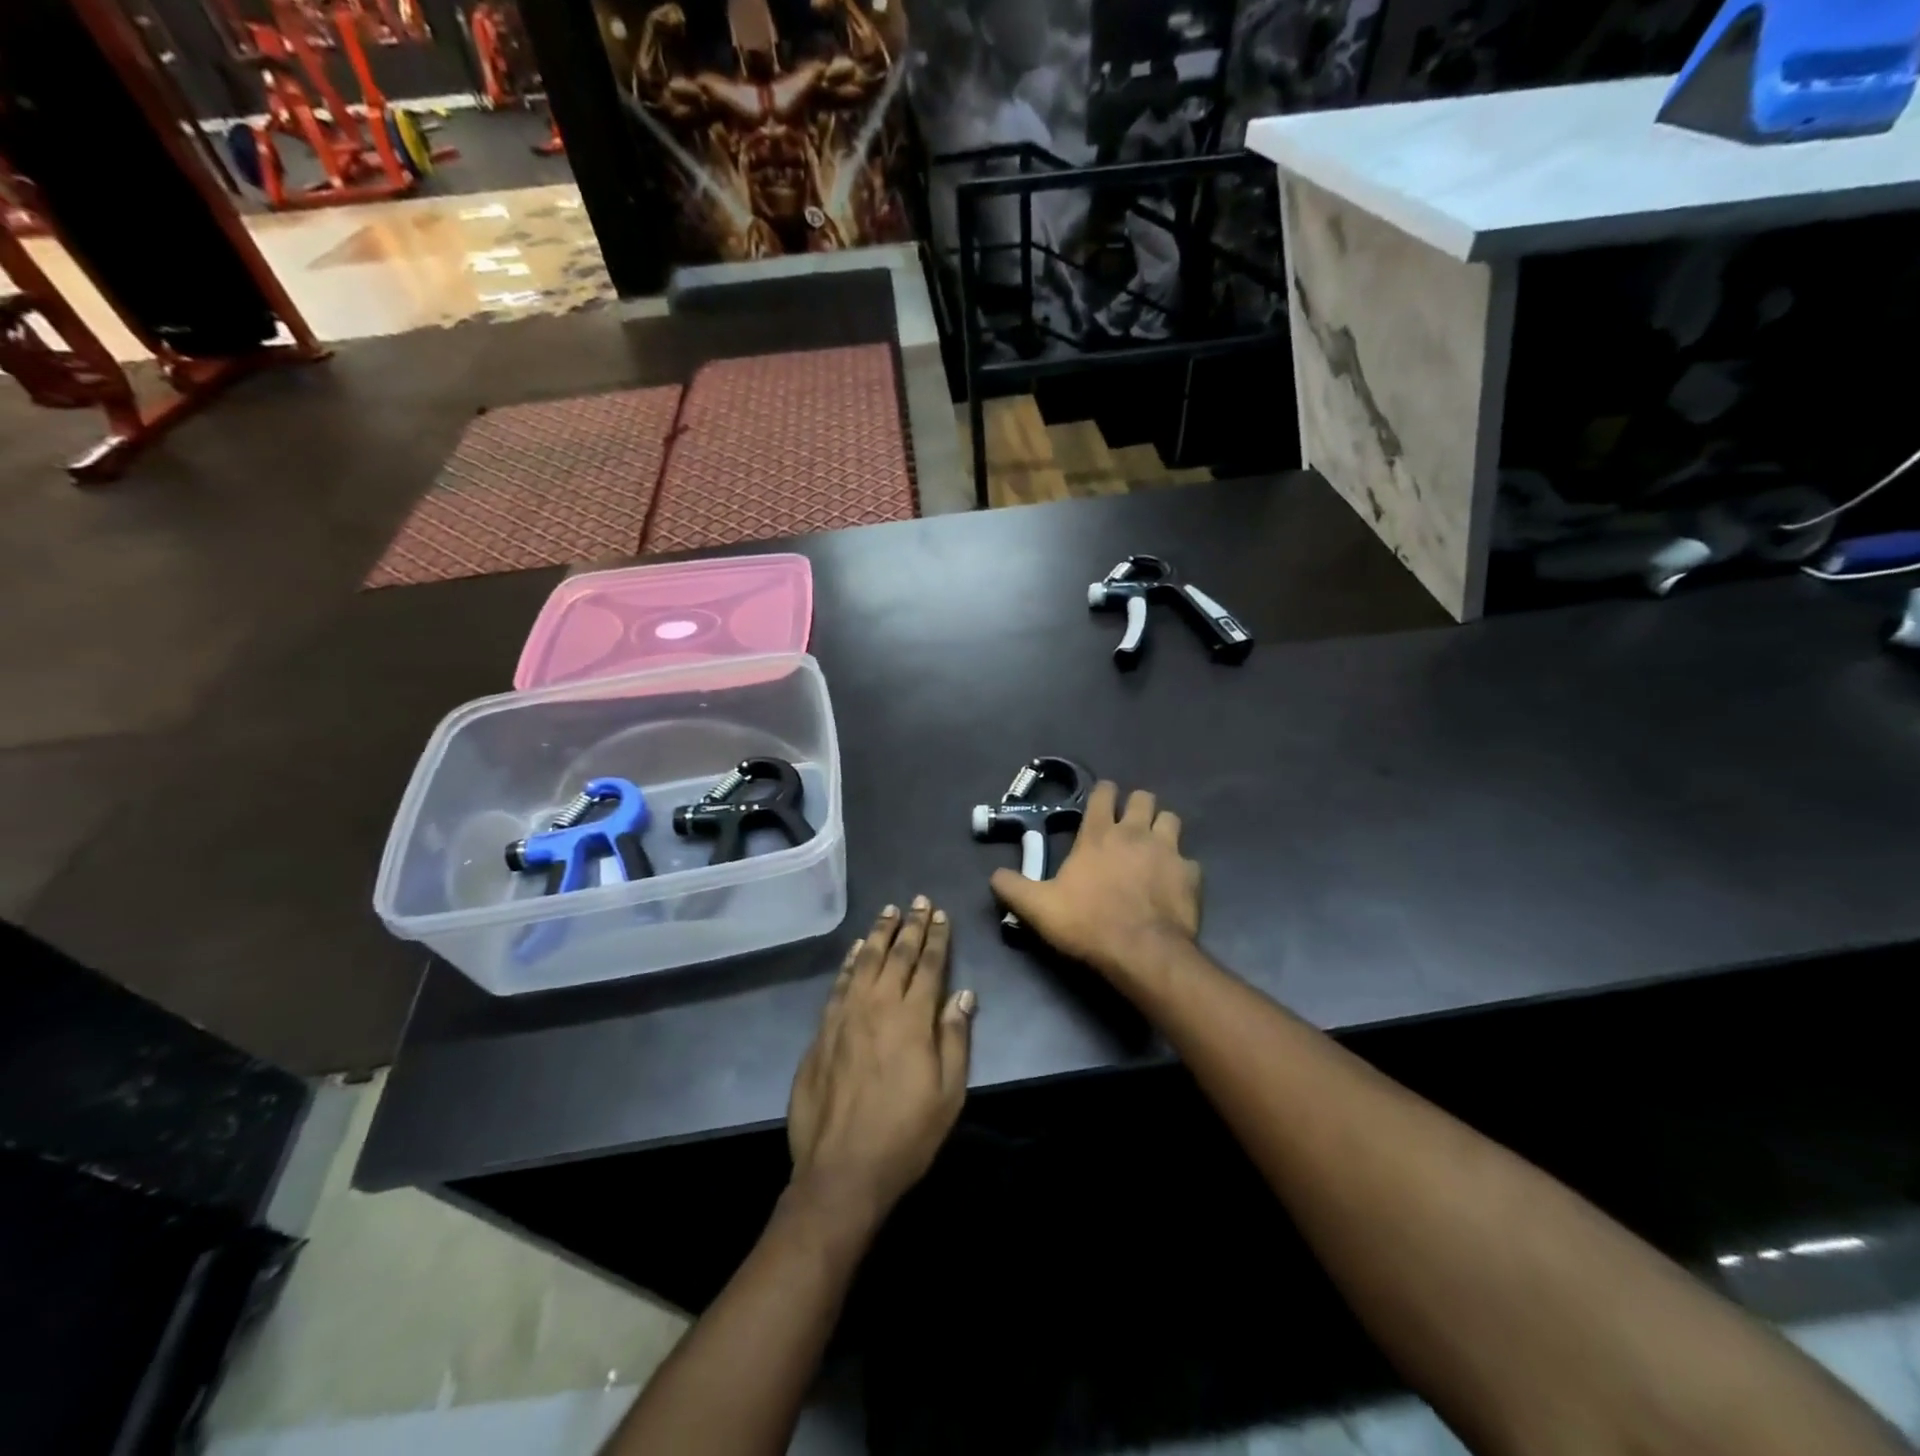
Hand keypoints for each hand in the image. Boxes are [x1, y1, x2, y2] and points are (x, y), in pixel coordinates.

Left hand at [787, 899, 975, 1222]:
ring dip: (879, 934)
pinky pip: (839, 984)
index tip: (940, 914)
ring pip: (865, 962)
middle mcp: (878, 1006)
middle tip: (918, 901)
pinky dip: (849, 962)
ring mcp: (845, 1016)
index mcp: (912, 1019)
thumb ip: (955, 1038)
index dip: (936, 938)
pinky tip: (856, 950)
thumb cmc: (905, 1135)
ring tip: (889, 911)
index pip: (928, 966)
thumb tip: (963, 994)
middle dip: (910, 926)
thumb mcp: (948, 1094)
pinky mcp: (822, 1031)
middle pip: (897, 955)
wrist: (841, 1170)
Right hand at [990, 782, 1200, 982]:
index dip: (1103, 792)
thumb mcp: (1038, 908)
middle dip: (1137, 805)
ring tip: (1154, 845)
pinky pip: (1189, 861)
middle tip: (1128, 824)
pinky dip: (1181, 868)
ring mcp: (1168, 851)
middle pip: (1144, 798)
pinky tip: (1172, 882)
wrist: (1141, 952)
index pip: (1104, 794)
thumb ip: (1012, 888)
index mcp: (1099, 834)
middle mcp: (1135, 832)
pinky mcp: (1190, 874)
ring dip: (1162, 828)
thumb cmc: (1087, 923)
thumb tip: (993, 875)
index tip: (1102, 800)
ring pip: (1171, 819)